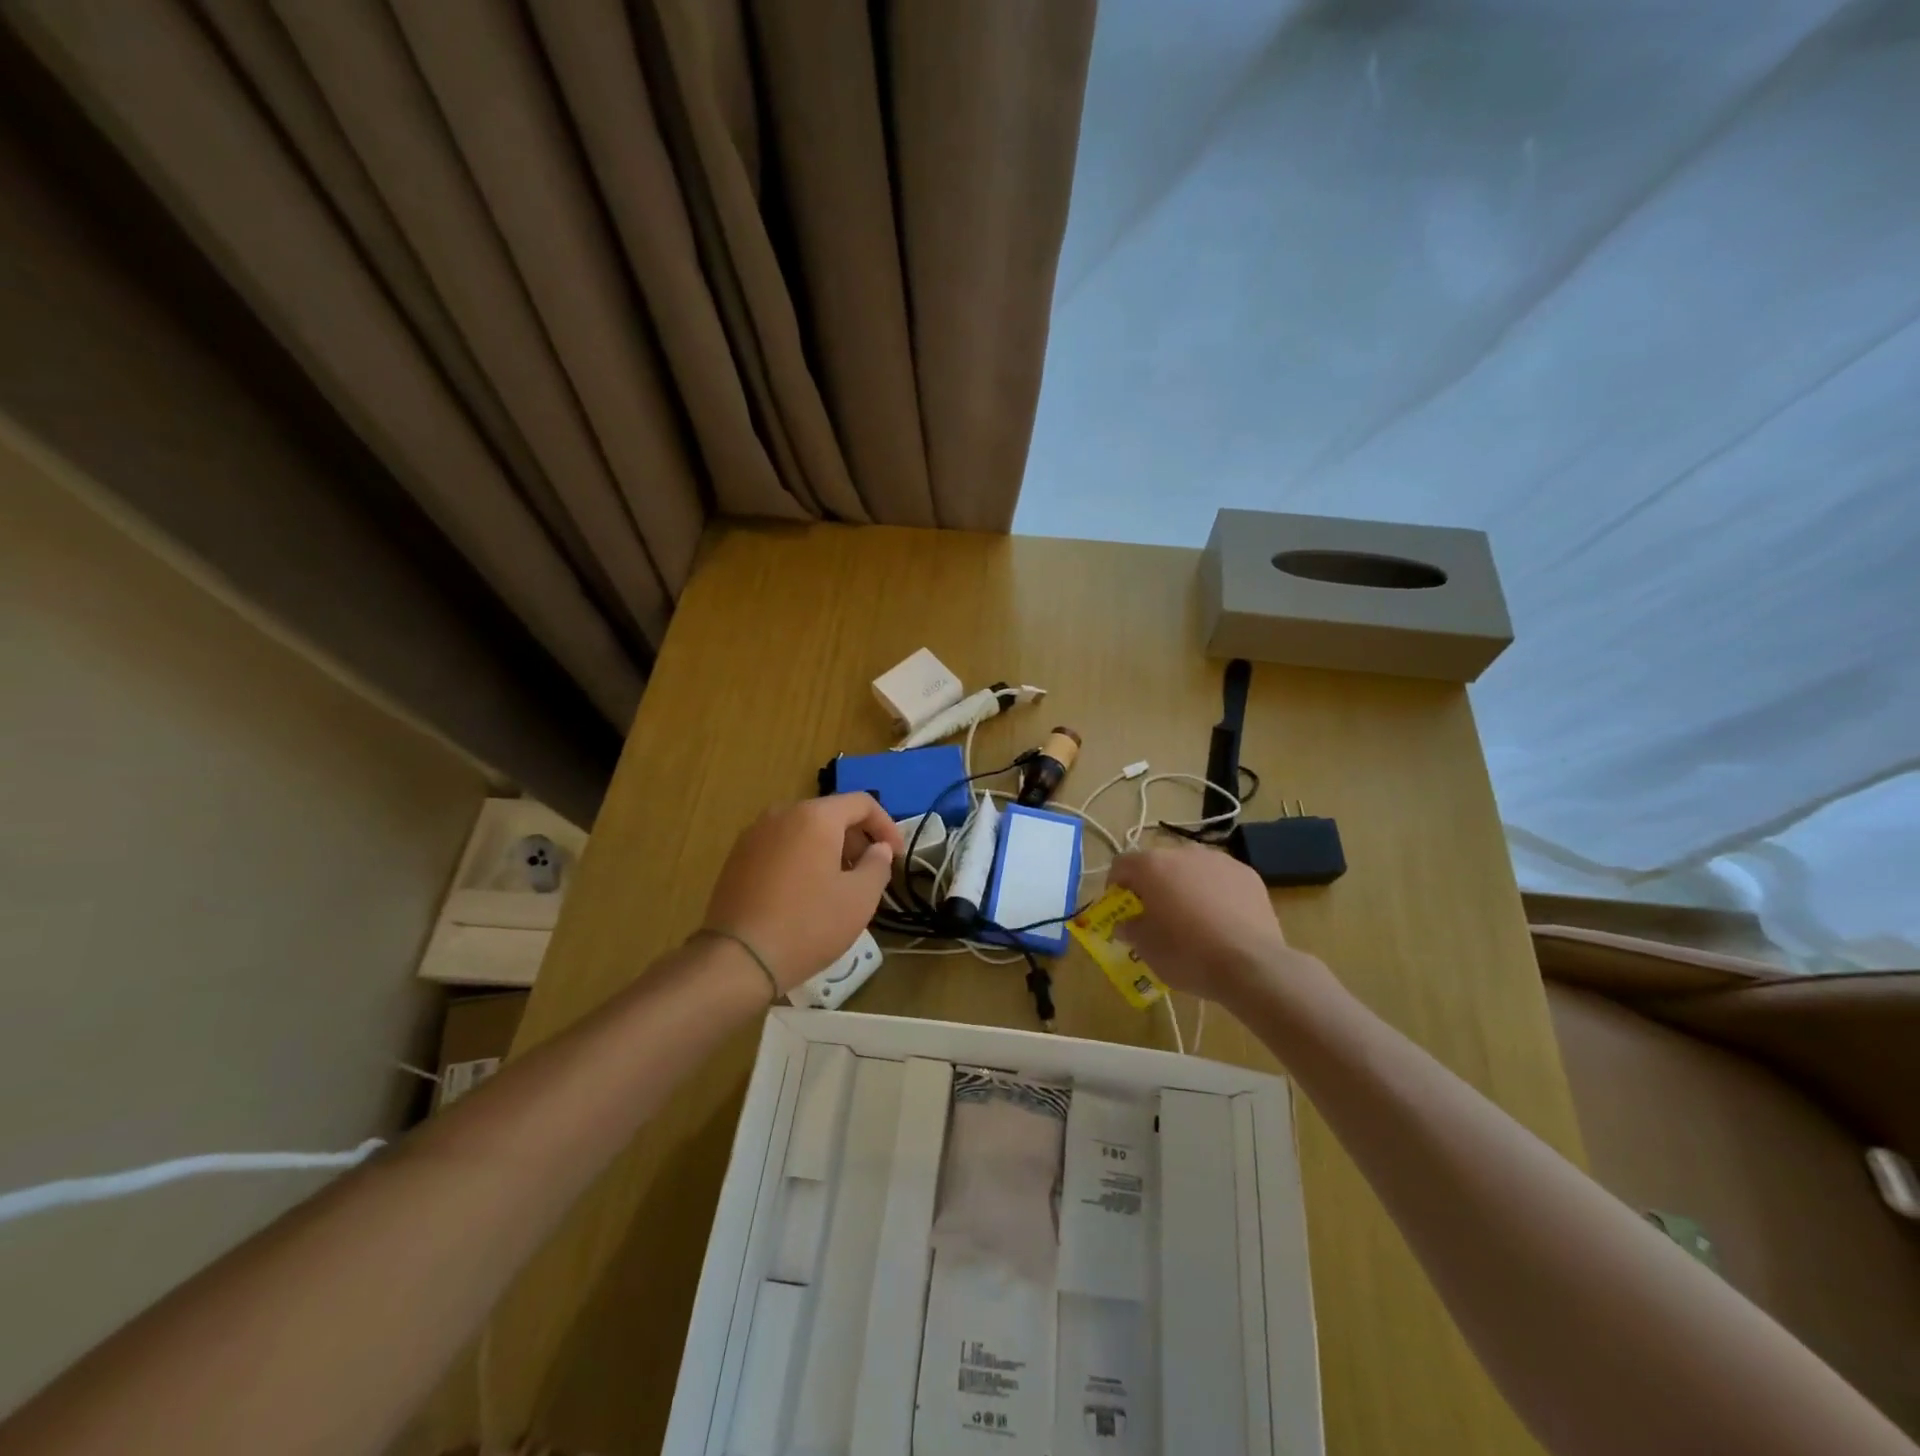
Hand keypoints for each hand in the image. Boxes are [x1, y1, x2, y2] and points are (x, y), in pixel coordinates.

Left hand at [702, 794, 904, 991]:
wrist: (738, 959)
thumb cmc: (808, 924)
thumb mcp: (860, 898)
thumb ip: (878, 865)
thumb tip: (878, 849)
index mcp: (815, 816)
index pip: (861, 803)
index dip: (886, 825)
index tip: (896, 855)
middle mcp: (782, 814)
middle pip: (830, 814)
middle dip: (856, 838)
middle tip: (870, 872)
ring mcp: (754, 834)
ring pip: (804, 830)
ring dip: (829, 849)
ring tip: (840, 885)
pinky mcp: (737, 857)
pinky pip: (781, 846)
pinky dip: (802, 858)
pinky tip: (806, 893)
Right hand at [1108, 843, 1325, 1008]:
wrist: (1251, 965)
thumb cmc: (1187, 953)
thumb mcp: (1146, 947)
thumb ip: (1130, 928)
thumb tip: (1125, 923)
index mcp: (1152, 866)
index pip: (1121, 864)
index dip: (1115, 885)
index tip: (1120, 908)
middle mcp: (1184, 853)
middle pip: (1158, 863)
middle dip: (1152, 885)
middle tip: (1155, 914)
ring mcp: (1220, 861)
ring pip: (1191, 868)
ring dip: (1184, 885)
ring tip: (1191, 917)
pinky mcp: (1248, 875)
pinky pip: (1221, 879)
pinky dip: (1214, 892)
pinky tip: (1221, 920)